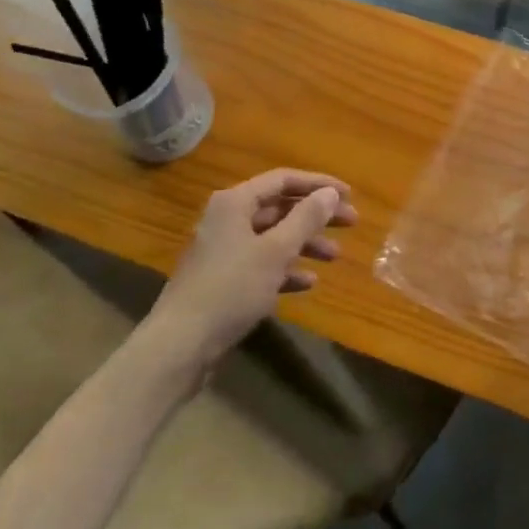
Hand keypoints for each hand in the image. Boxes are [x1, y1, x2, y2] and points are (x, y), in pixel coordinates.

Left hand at [148, 169, 355, 365]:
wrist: (178, 348)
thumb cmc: (230, 290)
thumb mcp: (275, 252)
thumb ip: (305, 219)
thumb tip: (330, 193)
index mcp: (234, 203)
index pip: (283, 180)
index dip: (318, 184)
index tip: (349, 194)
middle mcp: (227, 220)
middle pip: (280, 208)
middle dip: (316, 216)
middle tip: (350, 223)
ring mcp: (224, 251)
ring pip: (272, 238)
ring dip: (304, 244)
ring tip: (334, 256)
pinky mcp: (223, 281)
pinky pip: (262, 265)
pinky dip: (285, 269)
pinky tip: (308, 283)